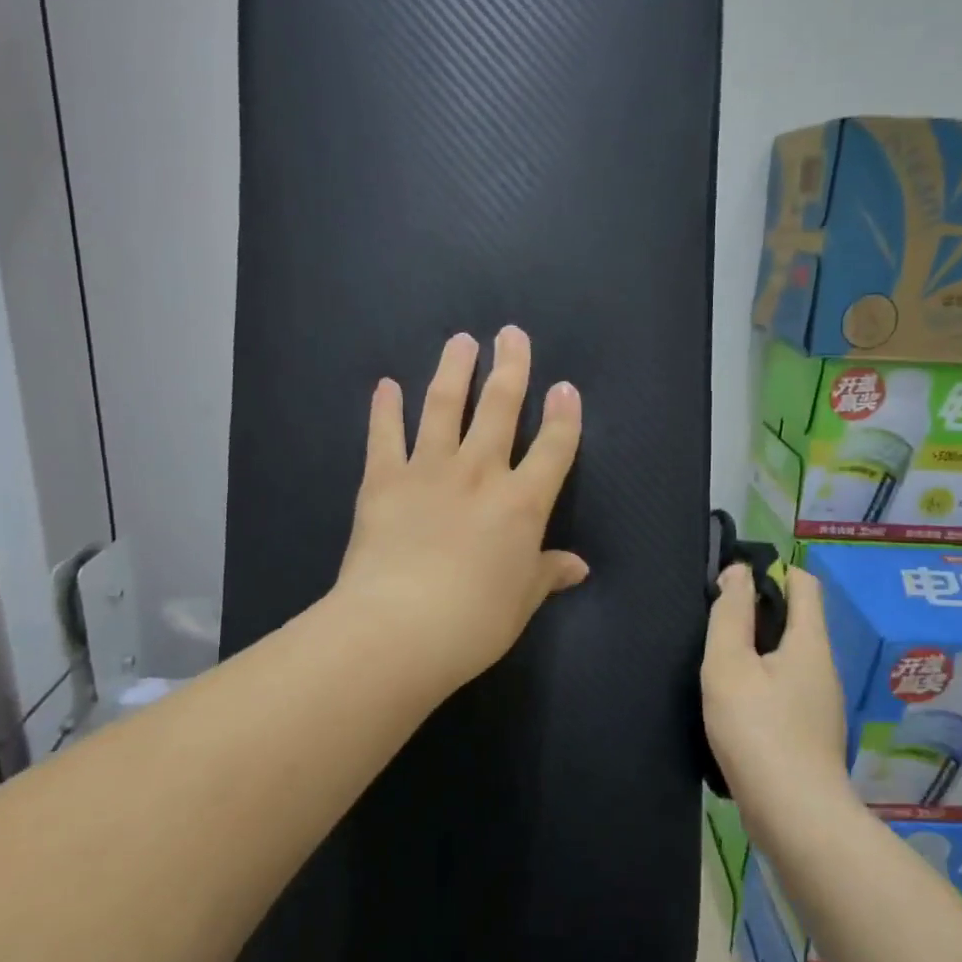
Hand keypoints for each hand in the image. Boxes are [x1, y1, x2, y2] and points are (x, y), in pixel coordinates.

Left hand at [331, 328, 586, 699]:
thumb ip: (547, 574)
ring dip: (454, 371)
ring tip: (460, 341)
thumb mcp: (521, 602)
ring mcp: (429, 471)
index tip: (566, 388)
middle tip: (511, 333)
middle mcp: (479, 474)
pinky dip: (386, 409)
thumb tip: (577, 567)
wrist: (399, 628)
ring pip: (444, 407)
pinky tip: (386, 385)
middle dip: (510, 368)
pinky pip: (385, 435)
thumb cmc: (473, 622)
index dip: (563, 417)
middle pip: (500, 409)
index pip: (553, 449)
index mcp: (521, 504)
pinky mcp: (384, 480)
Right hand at [701, 564, 850, 822]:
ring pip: (787, 657)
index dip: (771, 570)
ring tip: (716, 659)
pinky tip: (733, 700)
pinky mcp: (809, 732)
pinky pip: (784, 688)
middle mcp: (822, 666)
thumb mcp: (730, 664)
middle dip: (757, 611)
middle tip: (714, 619)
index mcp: (809, 642)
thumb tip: (739, 571)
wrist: (795, 815)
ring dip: (755, 650)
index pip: (803, 583)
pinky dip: (760, 681)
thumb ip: (731, 614)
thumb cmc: (758, 730)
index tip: (731, 580)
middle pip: (795, 620)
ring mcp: (819, 702)